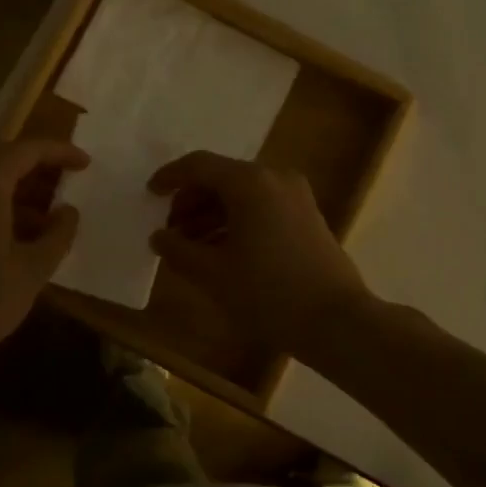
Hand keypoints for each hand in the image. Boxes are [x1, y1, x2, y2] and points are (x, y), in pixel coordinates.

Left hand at [0, 139, 88, 366]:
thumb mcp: (34, 268)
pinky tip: (11, 232)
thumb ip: (58, 233)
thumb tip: (69, 211)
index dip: (59, 152)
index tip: (85, 163)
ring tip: (44, 214)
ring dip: (12, 188)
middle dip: (35, 167)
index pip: (25, 150)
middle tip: (65, 182)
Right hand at [148, 151, 372, 354]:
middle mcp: (275, 178)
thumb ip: (178, 250)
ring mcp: (296, 196)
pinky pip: (262, 206)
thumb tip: (159, 237)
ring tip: (191, 246)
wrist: (336, 320)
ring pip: (242, 194)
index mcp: (250, 183)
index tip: (149, 194)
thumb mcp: (213, 274)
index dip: (170, 177)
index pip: (199, 165)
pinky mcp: (307, 216)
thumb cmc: (268, 293)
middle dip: (191, 201)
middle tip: (170, 230)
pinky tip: (221, 250)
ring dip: (212, 214)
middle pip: (222, 177)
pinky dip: (236, 221)